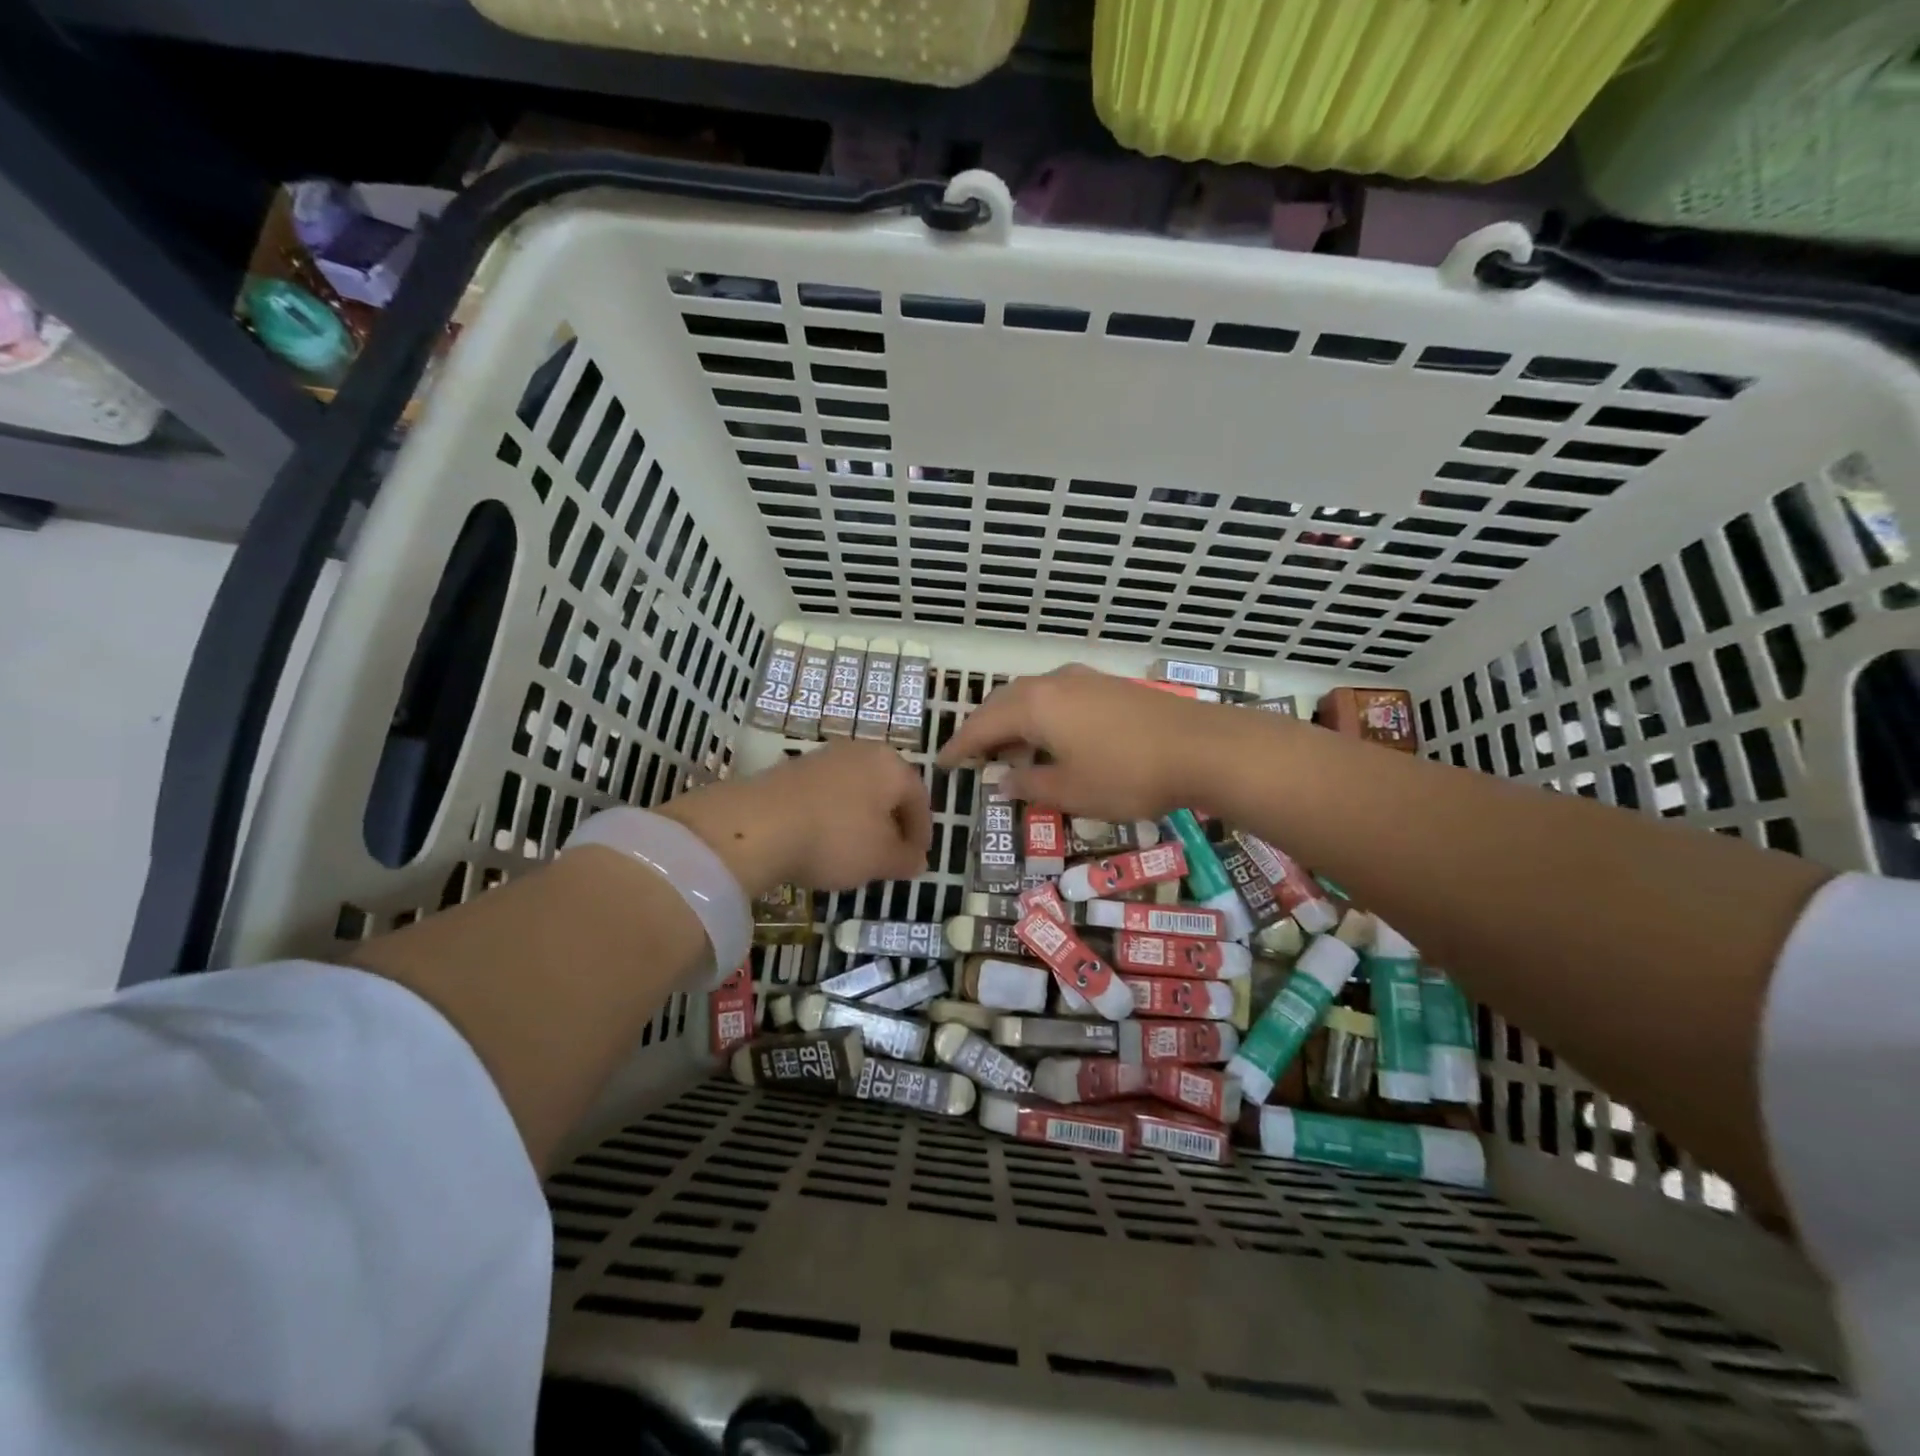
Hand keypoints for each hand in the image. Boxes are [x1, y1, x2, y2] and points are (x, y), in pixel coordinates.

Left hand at [660, 741, 931, 894]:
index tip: (916, 860)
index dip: (921, 833)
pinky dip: (832, 816)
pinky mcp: (792, 768)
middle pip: (887, 790)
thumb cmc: (835, 839)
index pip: (919, 798)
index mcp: (892, 765)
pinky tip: (821, 841)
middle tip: (889, 856)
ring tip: (853, 852)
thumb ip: (906, 859)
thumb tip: (918, 859)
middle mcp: (861, 751)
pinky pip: (827, 794)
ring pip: (856, 791)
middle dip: (891, 824)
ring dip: (861, 820)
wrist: (757, 825)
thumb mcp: (881, 859)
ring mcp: (824, 756)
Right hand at [936, 665, 1246, 820]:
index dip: (959, 746)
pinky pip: (1058, 696)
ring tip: (1011, 751)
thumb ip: (1030, 785)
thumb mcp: (1071, 792)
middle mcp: (1053, 683)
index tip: (942, 763)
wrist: (1202, 748)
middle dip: (984, 729)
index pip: (981, 725)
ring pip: (1032, 696)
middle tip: (972, 755)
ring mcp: (1084, 679)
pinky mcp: (1109, 685)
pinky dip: (1042, 716)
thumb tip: (1003, 780)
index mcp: (1035, 706)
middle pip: (1003, 702)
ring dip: (1014, 721)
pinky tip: (1054, 738)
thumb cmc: (1127, 775)